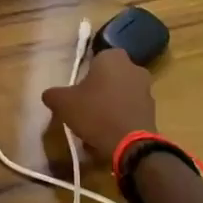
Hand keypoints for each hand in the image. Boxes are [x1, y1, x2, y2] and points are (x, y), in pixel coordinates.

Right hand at [42, 48, 156, 157]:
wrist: (130, 144)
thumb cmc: (95, 113)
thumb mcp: (63, 103)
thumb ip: (53, 94)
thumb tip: (49, 95)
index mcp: (112, 57)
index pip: (95, 58)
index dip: (85, 74)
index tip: (77, 90)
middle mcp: (133, 67)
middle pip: (109, 76)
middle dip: (98, 89)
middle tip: (84, 106)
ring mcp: (146, 88)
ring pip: (120, 93)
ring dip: (110, 104)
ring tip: (95, 125)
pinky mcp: (152, 109)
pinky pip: (130, 109)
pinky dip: (120, 117)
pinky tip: (108, 134)